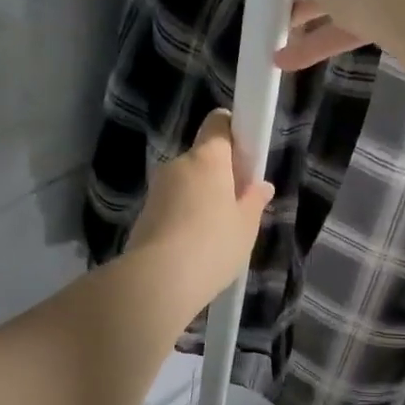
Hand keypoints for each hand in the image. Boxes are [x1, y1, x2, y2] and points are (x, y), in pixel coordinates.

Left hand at [128, 109, 274, 312]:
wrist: (158, 280)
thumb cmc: (213, 246)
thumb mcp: (245, 227)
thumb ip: (254, 201)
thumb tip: (261, 185)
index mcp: (207, 158)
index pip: (219, 123)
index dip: (233, 132)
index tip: (245, 157)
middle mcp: (178, 164)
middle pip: (203, 158)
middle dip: (219, 176)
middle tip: (237, 207)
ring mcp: (157, 189)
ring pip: (186, 184)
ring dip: (200, 199)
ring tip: (215, 235)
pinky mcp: (143, 214)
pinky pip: (171, 207)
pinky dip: (182, 218)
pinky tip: (193, 247)